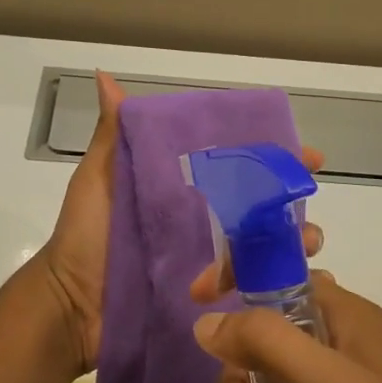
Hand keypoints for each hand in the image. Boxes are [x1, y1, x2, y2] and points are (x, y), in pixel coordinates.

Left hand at [38, 72, 325, 382]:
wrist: (71, 305)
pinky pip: (251, 288)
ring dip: (294, 245)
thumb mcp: (98, 180)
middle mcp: (202, 220)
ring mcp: (208, 260)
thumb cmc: (85, 237)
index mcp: (183, 188)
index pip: (238, 166)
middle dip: (294, 206)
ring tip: (306, 248)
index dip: (274, 158)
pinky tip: (306, 283)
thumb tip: (104, 77)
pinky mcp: (209, 295)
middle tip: (310, 212)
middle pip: (261, 207)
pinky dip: (281, 284)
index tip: (308, 155)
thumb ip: (112, 135)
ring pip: (264, 247)